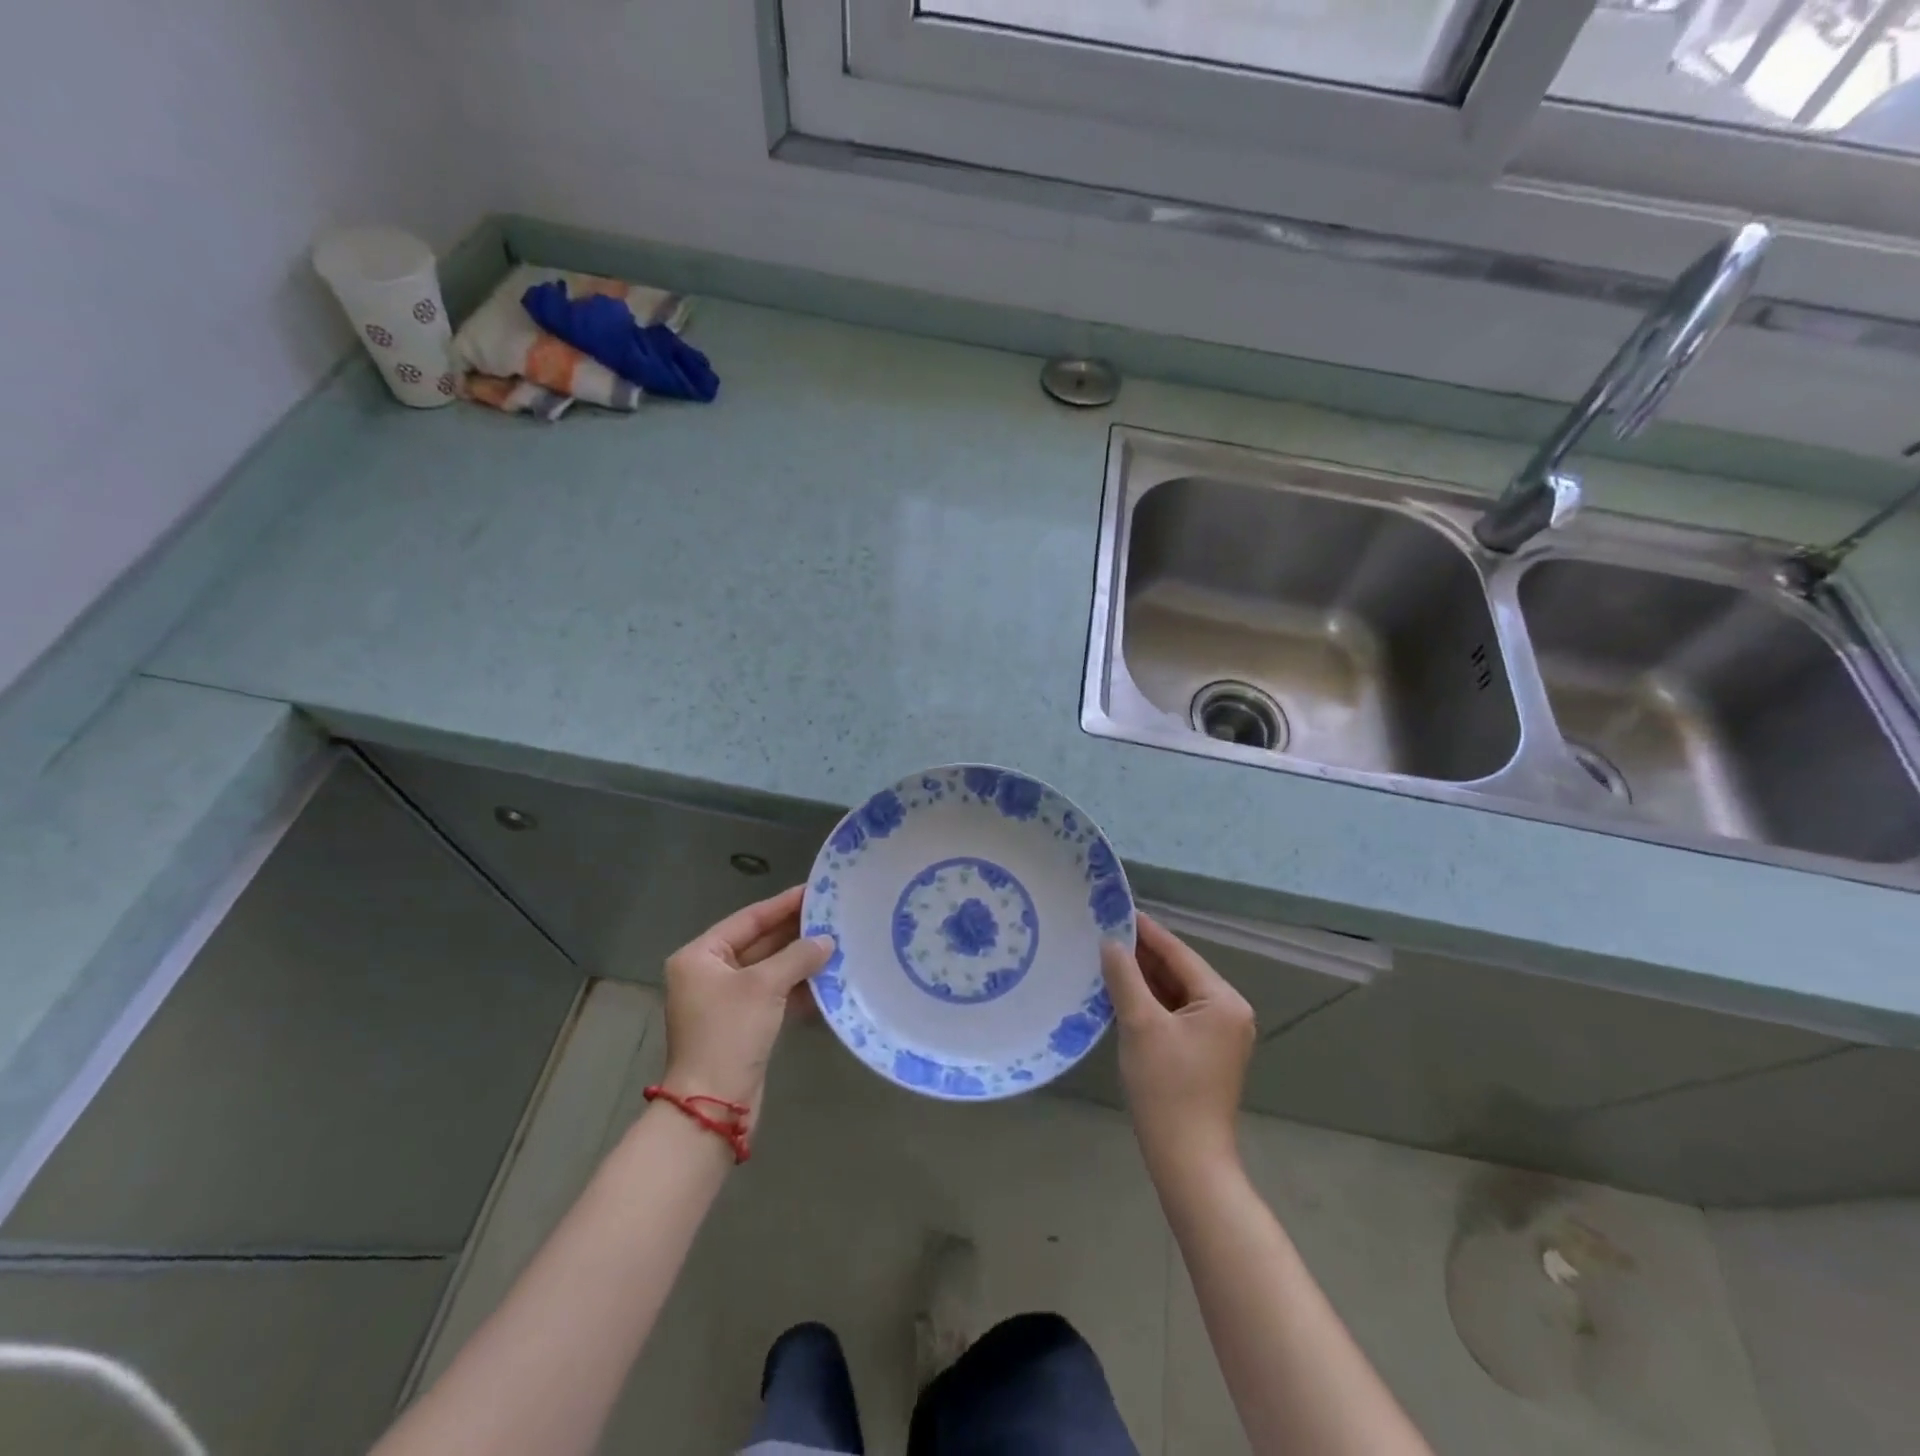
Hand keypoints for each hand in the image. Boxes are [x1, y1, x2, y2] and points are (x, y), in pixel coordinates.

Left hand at [659, 886, 832, 1129]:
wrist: (712, 1106)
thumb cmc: (729, 1033)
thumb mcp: (764, 986)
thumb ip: (797, 956)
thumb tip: (827, 941)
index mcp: (700, 956)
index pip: (748, 919)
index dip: (783, 904)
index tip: (815, 891)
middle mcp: (709, 974)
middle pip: (759, 943)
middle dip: (795, 933)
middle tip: (832, 916)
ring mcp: (725, 1001)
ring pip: (769, 970)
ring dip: (800, 960)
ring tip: (837, 943)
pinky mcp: (742, 1025)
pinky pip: (773, 995)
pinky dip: (796, 987)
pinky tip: (827, 980)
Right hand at [1100, 913, 1256, 1171]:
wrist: (1187, 1159)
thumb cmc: (1166, 1087)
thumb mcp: (1140, 1024)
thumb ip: (1125, 977)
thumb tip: (1110, 942)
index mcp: (1222, 1000)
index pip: (1179, 953)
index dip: (1146, 931)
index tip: (1116, 910)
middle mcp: (1229, 1011)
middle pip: (1180, 971)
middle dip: (1142, 955)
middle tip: (1103, 933)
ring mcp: (1219, 1034)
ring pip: (1176, 993)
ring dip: (1144, 978)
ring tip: (1106, 957)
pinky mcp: (1206, 1052)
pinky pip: (1176, 1013)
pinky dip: (1151, 1002)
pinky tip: (1122, 992)